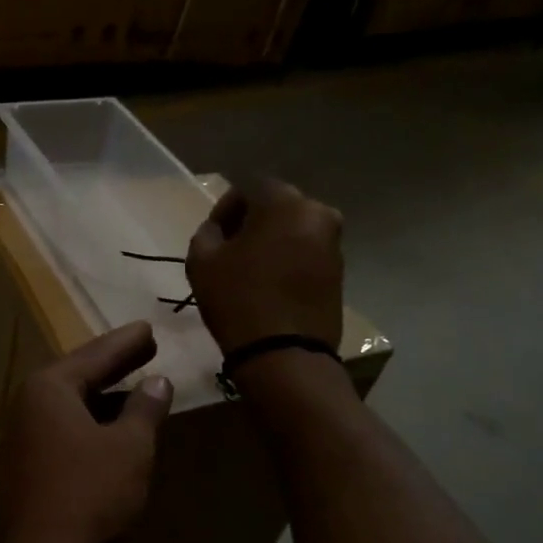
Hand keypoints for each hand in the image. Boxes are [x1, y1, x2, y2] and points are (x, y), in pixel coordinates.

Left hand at [0, 322, 172, 542]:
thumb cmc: (88, 494)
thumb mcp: (130, 448)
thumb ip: (145, 409)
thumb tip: (157, 382)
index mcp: (49, 388)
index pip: (95, 355)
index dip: (126, 343)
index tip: (149, 328)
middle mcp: (27, 404)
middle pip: (78, 376)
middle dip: (114, 364)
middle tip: (144, 347)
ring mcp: (20, 437)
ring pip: (69, 405)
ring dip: (103, 397)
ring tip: (133, 387)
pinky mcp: (22, 467)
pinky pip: (62, 429)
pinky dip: (89, 423)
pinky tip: (109, 430)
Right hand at [186, 179, 343, 353]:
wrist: (285, 354)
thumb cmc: (238, 300)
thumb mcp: (202, 261)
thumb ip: (207, 232)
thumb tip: (218, 229)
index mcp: (285, 202)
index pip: (249, 187)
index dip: (225, 209)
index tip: (212, 235)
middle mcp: (318, 213)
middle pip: (276, 206)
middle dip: (252, 222)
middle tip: (230, 249)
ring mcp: (334, 243)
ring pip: (294, 229)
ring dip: (272, 240)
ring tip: (250, 269)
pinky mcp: (340, 271)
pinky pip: (307, 252)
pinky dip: (289, 259)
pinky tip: (271, 283)